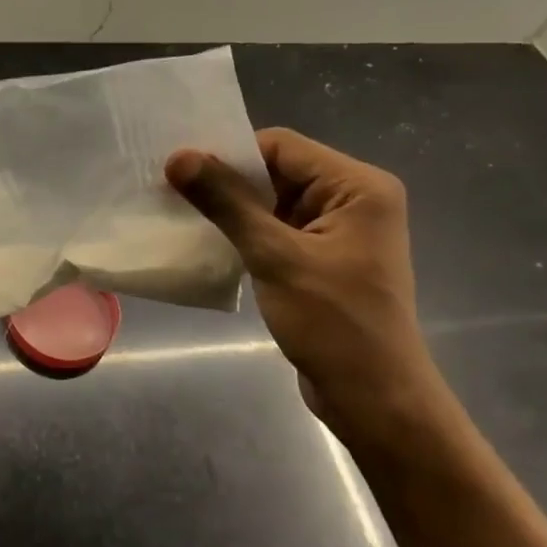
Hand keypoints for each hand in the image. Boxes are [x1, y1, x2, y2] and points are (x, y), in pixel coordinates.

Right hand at [167, 130, 458, 449]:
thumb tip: (178, 157)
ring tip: (182, 215)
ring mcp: (339, 231)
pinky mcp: (324, 258)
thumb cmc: (333, 323)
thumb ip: (227, 203)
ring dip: (232, 210)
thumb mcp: (275, 256)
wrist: (374, 400)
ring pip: (273, 202)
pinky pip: (277, 230)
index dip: (230, 155)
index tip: (180, 172)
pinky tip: (210, 243)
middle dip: (228, 183)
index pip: (281, 146)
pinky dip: (245, 233)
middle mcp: (354, 199)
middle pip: (278, 171)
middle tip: (172, 192)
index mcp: (358, 186)